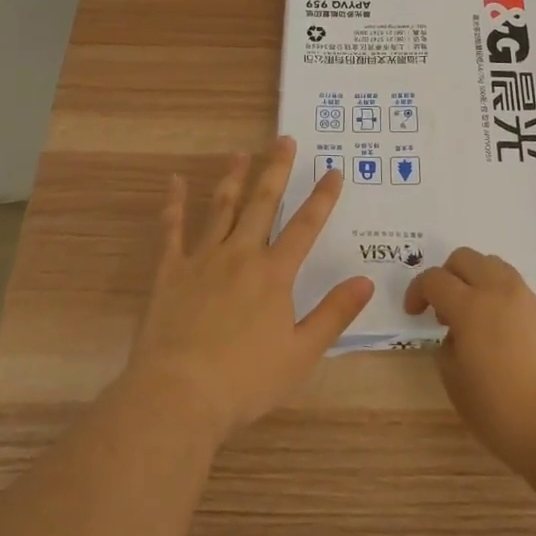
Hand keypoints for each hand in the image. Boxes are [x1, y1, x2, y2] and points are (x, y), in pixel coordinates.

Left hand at [123, 138, 373, 443]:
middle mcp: (240, 255)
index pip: (305, 226)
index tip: (333, 170)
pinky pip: (171, 230)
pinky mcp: (169, 272)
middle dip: (276, 169)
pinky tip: (174, 181)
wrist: (178, 396)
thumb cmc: (245, 381)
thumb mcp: (301, 353)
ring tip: (241, 152)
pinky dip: (173, 204)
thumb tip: (366, 280)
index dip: (322, 197)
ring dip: (233, 178)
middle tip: (284, 139)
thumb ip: (334, 314)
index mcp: (274, 274)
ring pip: (221, 208)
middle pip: (262, 204)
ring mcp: (202, 260)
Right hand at [405, 247, 535, 475]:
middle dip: (447, 275)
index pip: (435, 279)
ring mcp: (527, 299)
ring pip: (493, 266)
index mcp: (470, 306)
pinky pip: (514, 287)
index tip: (413, 313)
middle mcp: (499, 291)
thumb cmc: (504, 411)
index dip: (417, 291)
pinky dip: (498, 295)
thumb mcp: (458, 387)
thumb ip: (448, 353)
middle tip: (442, 308)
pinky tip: (498, 331)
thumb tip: (456, 338)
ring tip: (472, 317)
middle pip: (465, 258)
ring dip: (475, 280)